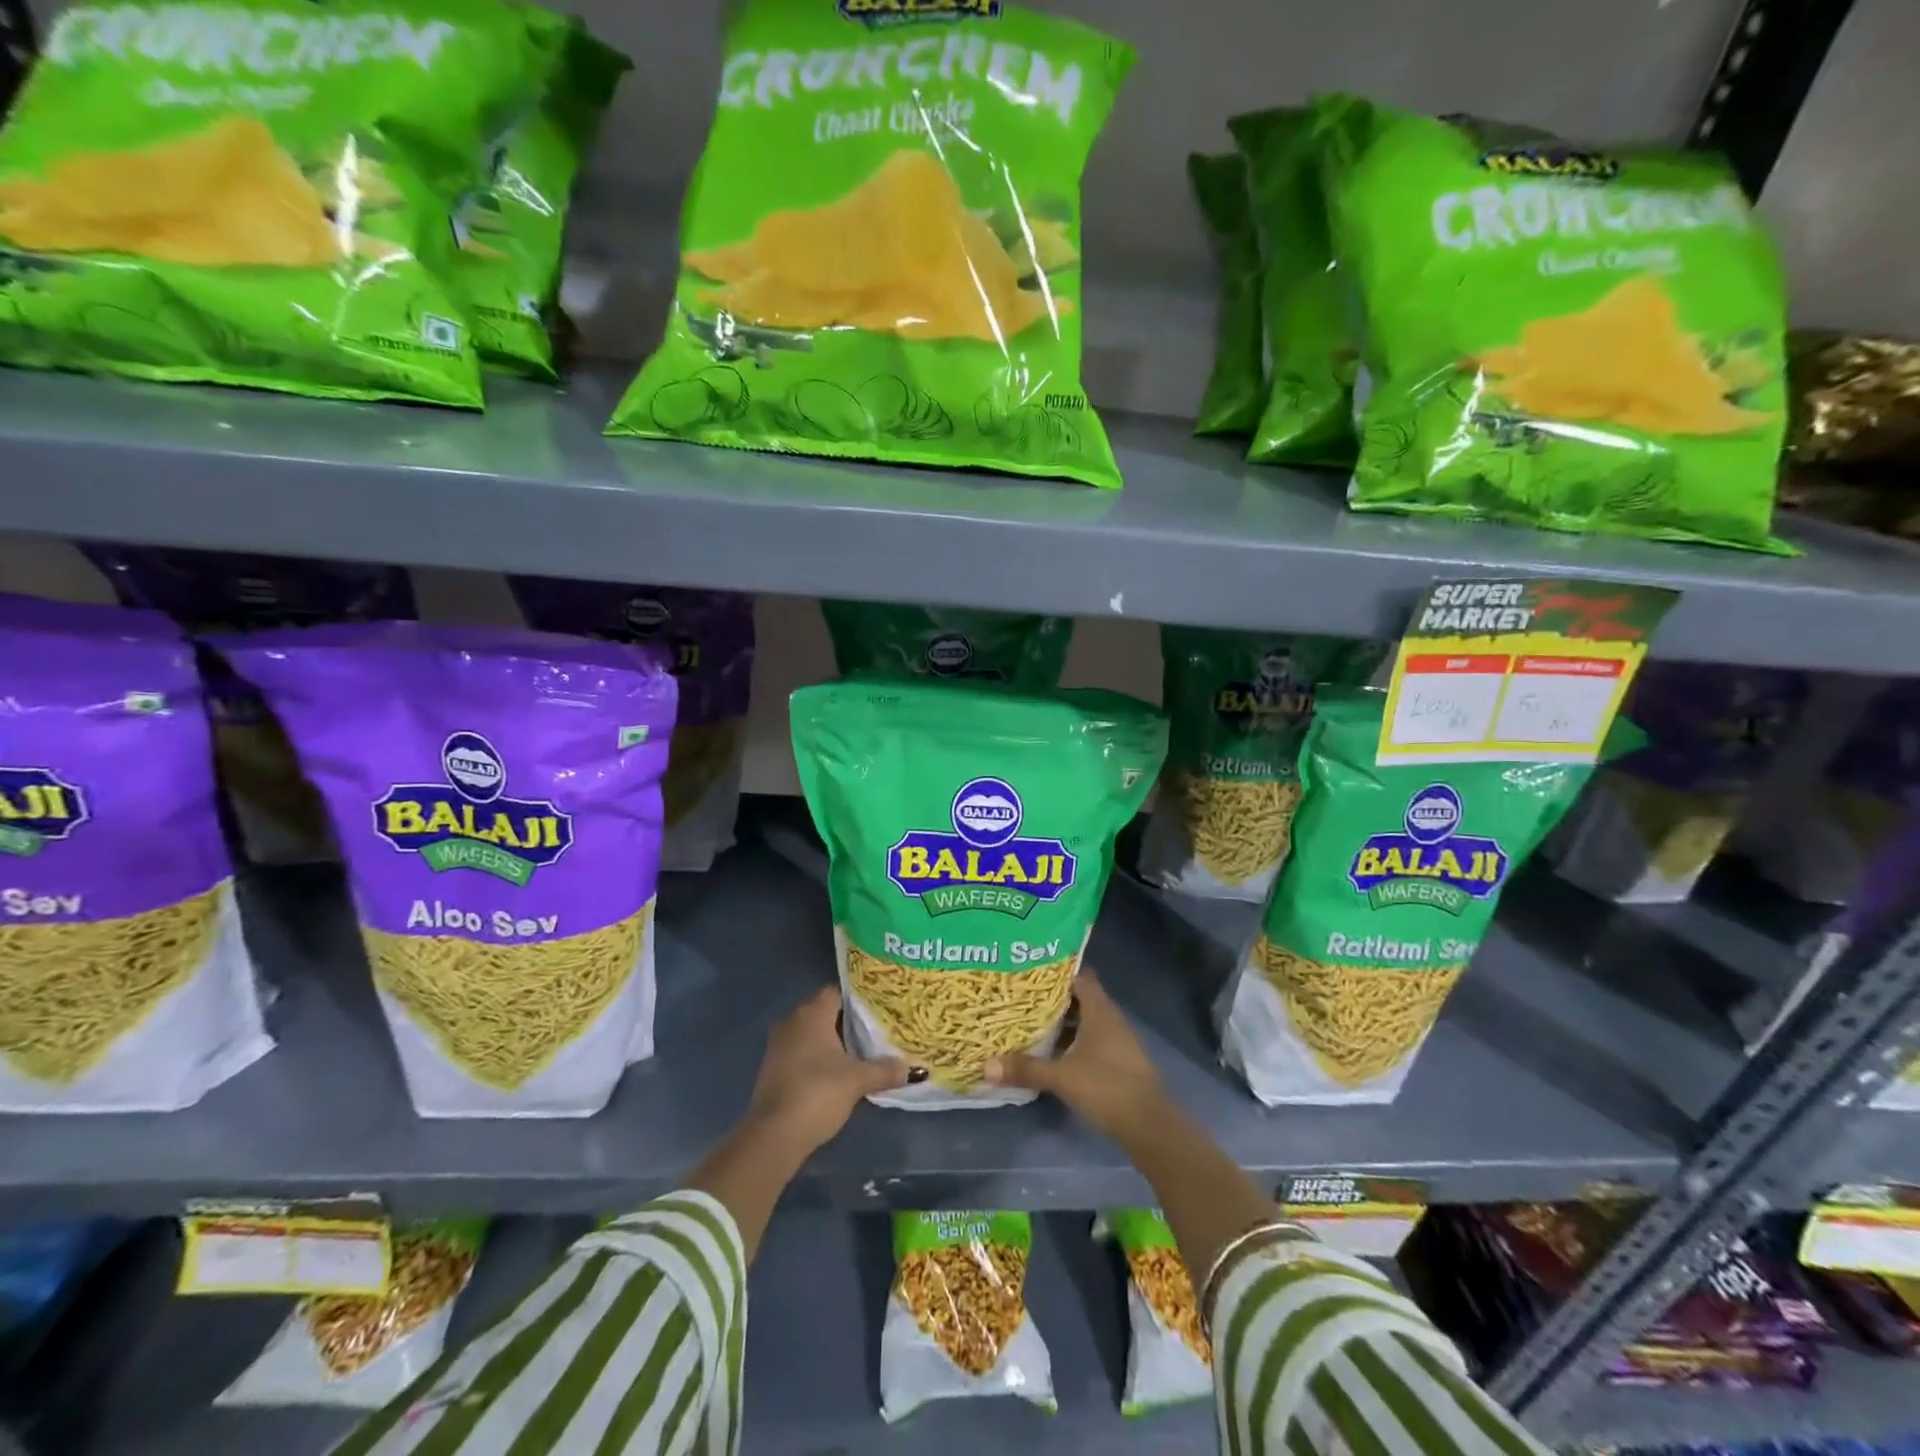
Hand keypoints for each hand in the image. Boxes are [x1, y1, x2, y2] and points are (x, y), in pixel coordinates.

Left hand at [746, 987, 908, 1153]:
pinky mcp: (772, 1068)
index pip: (836, 992)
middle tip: (873, 1033)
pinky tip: (834, 1074)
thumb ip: (885, 1070)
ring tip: (858, 1054)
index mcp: (811, 1014)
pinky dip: (816, 1059)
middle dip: (846, 1023)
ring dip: (830, 1043)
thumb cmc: (818, 1093)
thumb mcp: (858, 1080)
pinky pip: (800, 1052)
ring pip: (810, 1034)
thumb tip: (912, 1068)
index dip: (856, 1000)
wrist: (774, 1135)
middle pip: (824, 1012)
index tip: (877, 1011)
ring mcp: (778, 1045)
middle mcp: (791, 1021)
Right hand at [982, 973, 1168, 1141]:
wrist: (1149, 1125)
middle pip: (1081, 998)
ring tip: (1032, 1023)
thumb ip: (1026, 1069)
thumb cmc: (1106, 1087)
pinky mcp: (1120, 1060)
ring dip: (1064, 1023)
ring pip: (1087, 1021)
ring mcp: (1118, 1040)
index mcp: (1100, 1010)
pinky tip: (1054, 1053)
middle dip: (1054, 999)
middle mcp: (1111, 1018)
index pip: (1079, 977)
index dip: (1057, 973)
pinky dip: (1074, 1041)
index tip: (1031, 974)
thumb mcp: (1061, 1077)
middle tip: (1023, 999)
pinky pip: (1093, 1040)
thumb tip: (986, 1065)